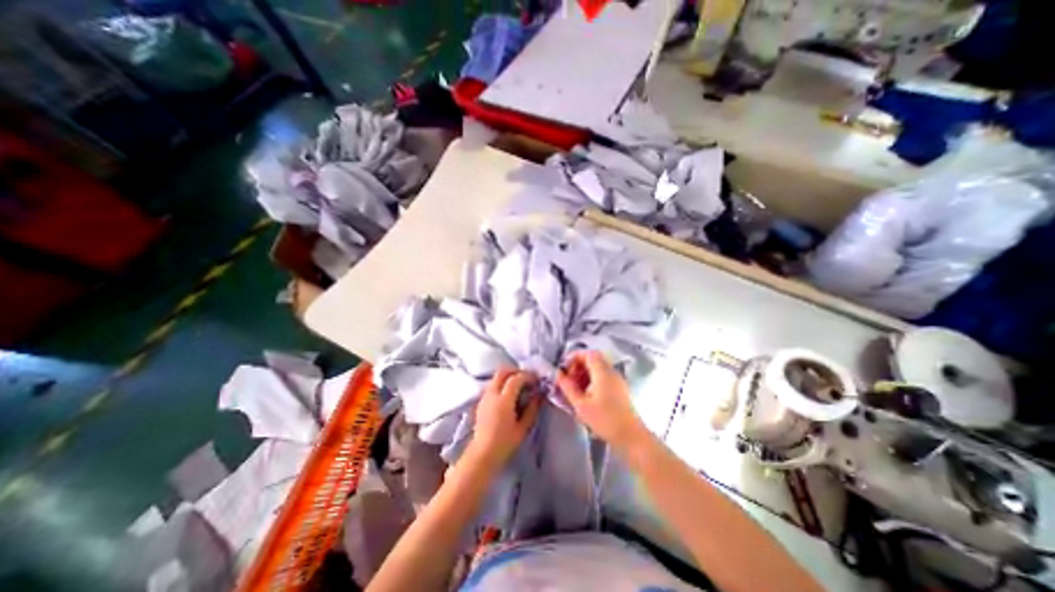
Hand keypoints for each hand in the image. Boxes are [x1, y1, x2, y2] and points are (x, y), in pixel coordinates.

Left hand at [465, 369, 538, 470]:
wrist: (482, 453)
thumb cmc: (505, 443)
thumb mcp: (523, 428)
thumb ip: (532, 409)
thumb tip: (539, 395)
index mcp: (503, 400)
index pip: (516, 379)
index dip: (527, 376)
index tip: (536, 380)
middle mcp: (492, 394)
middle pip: (503, 372)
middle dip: (516, 371)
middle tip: (527, 378)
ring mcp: (485, 397)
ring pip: (496, 377)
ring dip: (508, 376)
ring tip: (519, 386)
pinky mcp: (481, 401)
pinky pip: (492, 385)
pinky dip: (502, 383)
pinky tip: (508, 394)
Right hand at [555, 351, 648, 453]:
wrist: (631, 437)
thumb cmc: (605, 420)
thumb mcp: (581, 405)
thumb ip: (568, 387)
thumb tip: (558, 374)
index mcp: (603, 372)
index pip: (588, 353)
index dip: (574, 356)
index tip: (564, 368)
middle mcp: (612, 372)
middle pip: (593, 359)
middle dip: (578, 366)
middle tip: (568, 380)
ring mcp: (617, 380)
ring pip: (598, 368)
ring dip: (584, 374)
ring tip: (575, 389)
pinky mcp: (620, 389)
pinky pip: (604, 377)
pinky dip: (592, 380)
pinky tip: (586, 395)